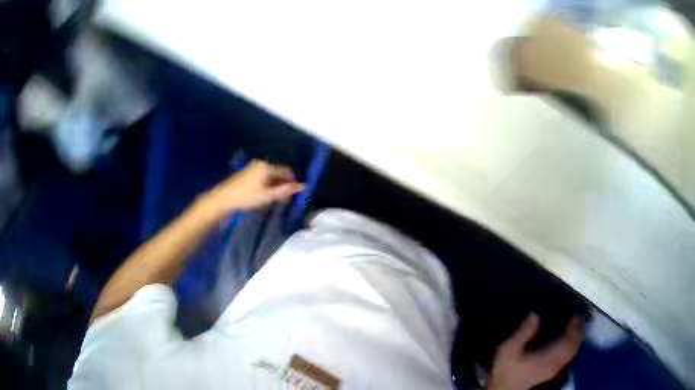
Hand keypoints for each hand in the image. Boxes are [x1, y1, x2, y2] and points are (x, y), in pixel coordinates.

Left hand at [200, 160, 304, 216]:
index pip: (287, 172)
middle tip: (284, 198)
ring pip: (272, 176)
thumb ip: (286, 190)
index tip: (292, 193)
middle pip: (279, 173)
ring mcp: (253, 168)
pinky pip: (264, 176)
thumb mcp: (269, 195)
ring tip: (275, 197)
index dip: (292, 181)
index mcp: (267, 167)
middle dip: (284, 184)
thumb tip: (303, 186)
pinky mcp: (248, 173)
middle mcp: (261, 164)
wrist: (222, 200)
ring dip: (277, 185)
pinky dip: (269, 184)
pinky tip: (266, 194)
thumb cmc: (247, 197)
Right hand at [486, 313, 583, 389]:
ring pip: (572, 353)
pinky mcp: (551, 370)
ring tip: (575, 327)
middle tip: (578, 318)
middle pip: (573, 348)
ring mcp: (555, 369)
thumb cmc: (507, 365)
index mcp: (549, 358)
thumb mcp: (511, 346)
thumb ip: (524, 332)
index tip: (575, 316)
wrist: (506, 386)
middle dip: (577, 333)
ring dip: (575, 340)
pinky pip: (567, 355)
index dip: (573, 329)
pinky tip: (565, 340)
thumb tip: (535, 314)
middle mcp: (557, 364)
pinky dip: (570, 346)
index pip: (567, 343)